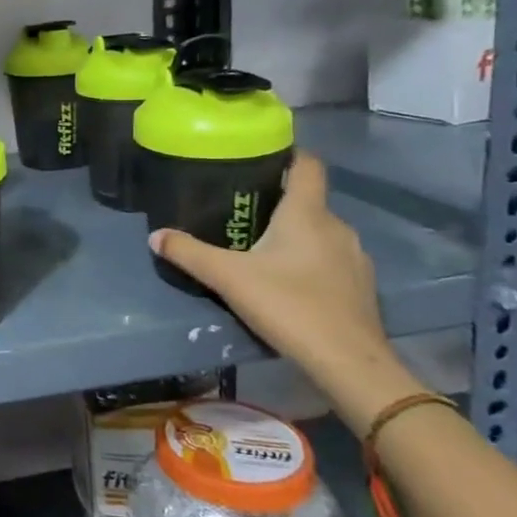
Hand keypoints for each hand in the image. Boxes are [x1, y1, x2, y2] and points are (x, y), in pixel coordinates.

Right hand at [149, 152, 424, 433]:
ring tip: (260, 247)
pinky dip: (310, 261)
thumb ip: (189, 253)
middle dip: (278, 201)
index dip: (287, 154)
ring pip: (320, 232)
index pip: (306, 165)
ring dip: (294, 235)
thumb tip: (155, 236)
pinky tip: (288, 282)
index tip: (259, 155)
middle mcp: (337, 227)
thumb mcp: (228, 277)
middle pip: (308, 201)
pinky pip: (331, 260)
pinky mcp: (361, 287)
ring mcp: (355, 258)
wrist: (348, 362)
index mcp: (307, 214)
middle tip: (241, 210)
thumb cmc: (289, 305)